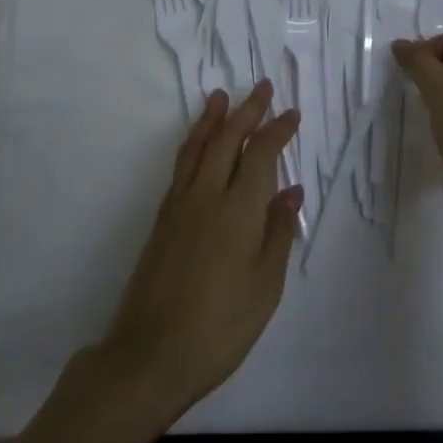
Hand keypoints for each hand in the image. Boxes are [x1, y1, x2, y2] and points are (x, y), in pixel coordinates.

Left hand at [95, 81, 302, 427]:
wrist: (151, 355)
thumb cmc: (221, 325)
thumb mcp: (265, 285)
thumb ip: (278, 232)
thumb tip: (290, 190)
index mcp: (239, 210)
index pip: (261, 154)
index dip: (277, 130)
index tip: (291, 114)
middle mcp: (207, 195)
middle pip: (227, 139)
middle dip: (247, 110)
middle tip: (262, 88)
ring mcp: (179, 205)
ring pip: (198, 147)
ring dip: (212, 119)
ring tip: (221, 97)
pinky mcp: (161, 219)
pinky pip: (181, 166)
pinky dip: (194, 143)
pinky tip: (199, 144)